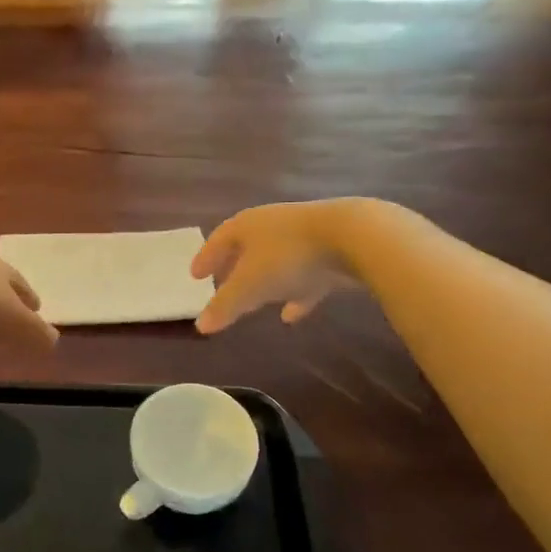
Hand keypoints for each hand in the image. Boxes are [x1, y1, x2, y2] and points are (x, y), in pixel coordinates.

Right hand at [192, 201, 369, 334]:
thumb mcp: (250, 285)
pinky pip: (306, 275)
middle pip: (247, 247)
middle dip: (234, 268)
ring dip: (265, 281)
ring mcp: (305, 235)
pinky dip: (296, 293)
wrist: (355, 238)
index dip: (206, 258)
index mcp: (247, 225)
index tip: (195, 275)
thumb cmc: (288, 256)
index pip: (218, 239)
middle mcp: (273, 225)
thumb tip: (200, 326)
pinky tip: (292, 315)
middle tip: (222, 286)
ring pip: (277, 261)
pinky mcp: (332, 250)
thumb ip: (225, 306)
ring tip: (256, 302)